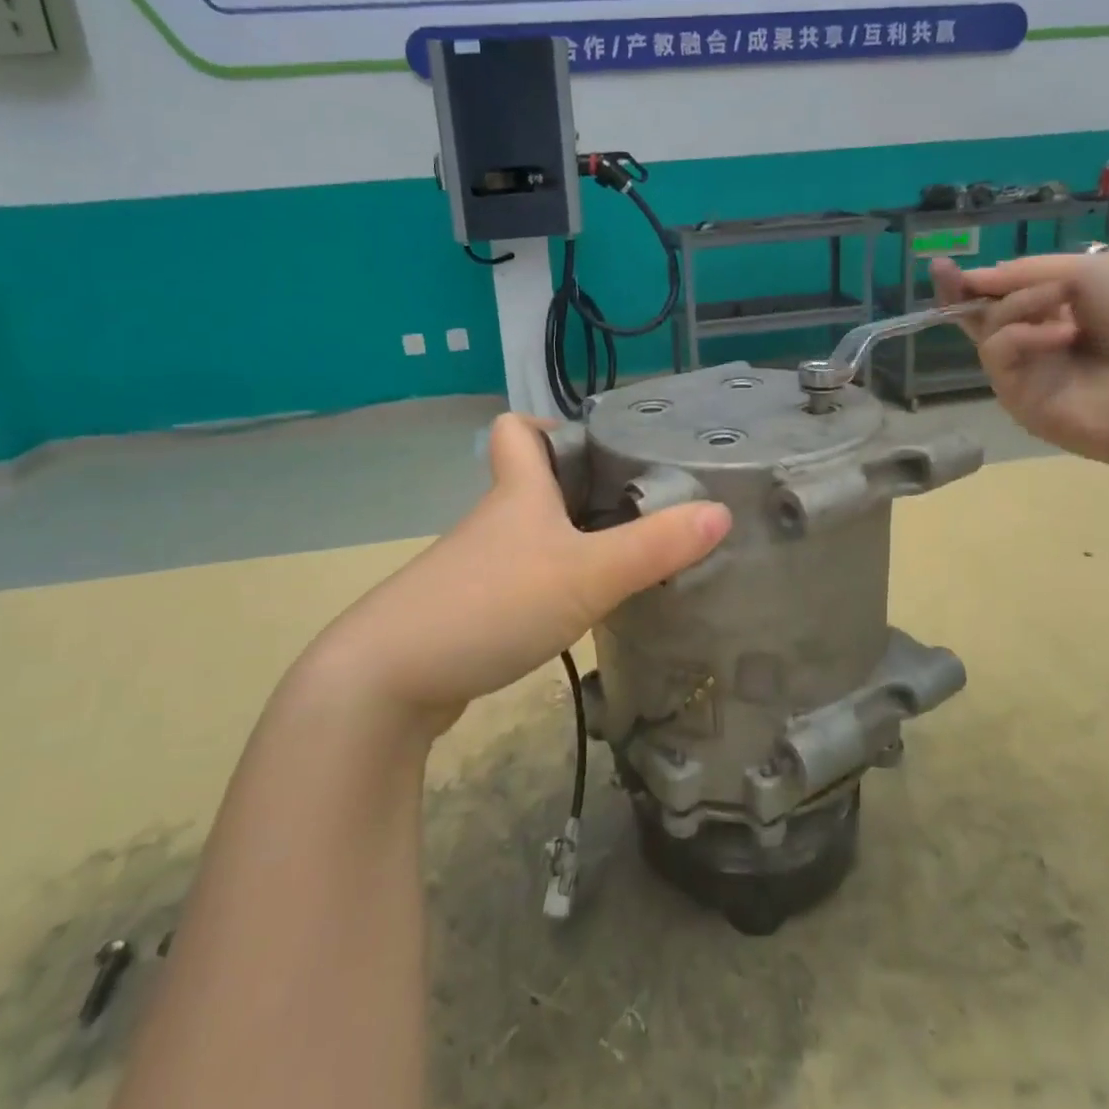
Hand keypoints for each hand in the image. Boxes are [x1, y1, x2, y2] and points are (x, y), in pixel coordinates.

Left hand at [311, 414, 730, 733]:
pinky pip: (517, 582)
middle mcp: (493, 522)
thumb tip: (721, 512)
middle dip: (579, 490)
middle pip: (531, 484)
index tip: (596, 448)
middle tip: (636, 507)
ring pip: (527, 537)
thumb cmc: (491, 604)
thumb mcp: (586, 574)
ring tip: (624, 561)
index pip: (515, 430)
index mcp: (516, 493)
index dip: (548, 427)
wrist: (387, 680)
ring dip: (568, 543)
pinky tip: (578, 613)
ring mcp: (475, 569)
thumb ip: (654, 546)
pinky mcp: (466, 612)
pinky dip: (548, 587)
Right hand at [930, 251, 1108, 472]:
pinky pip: (1001, 356)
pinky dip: (1023, 336)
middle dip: (962, 293)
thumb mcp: (1095, 271)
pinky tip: (1062, 334)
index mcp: (1070, 311)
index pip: (1010, 297)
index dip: (979, 283)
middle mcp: (1045, 344)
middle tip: (945, 273)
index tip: (945, 267)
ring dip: (1018, 306)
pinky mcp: (1021, 401)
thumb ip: (1027, 272)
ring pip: (991, 331)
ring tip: (1060, 301)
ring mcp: (1032, 375)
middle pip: (986, 318)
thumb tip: (973, 278)